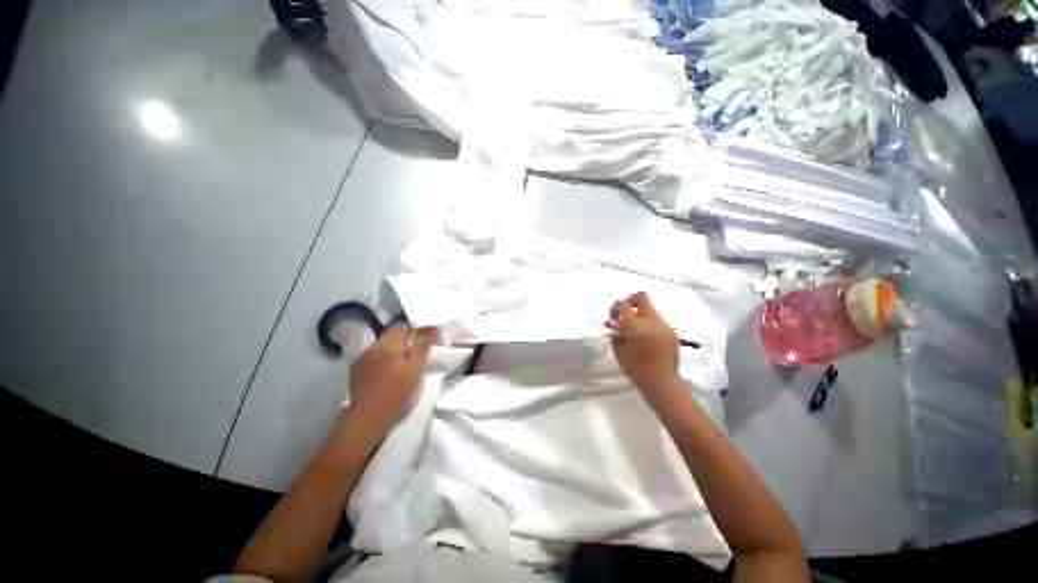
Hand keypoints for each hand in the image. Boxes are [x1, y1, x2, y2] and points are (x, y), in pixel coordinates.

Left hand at [348, 323, 437, 433]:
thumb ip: (422, 346)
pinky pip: (373, 356)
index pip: (402, 325)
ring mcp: (362, 358)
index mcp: (387, 345)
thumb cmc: (395, 393)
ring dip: (394, 350)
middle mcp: (372, 347)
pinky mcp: (356, 369)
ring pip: (382, 345)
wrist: (367, 418)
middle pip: (391, 334)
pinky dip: (383, 359)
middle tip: (416, 355)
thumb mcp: (414, 369)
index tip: (424, 341)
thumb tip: (433, 329)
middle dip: (405, 340)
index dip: (415, 330)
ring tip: (401, 365)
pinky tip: (387, 373)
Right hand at [609, 292, 680, 396]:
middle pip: (642, 297)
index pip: (623, 305)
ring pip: (651, 310)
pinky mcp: (672, 333)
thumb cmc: (636, 369)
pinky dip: (650, 325)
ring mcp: (664, 326)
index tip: (613, 318)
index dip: (615, 308)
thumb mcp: (619, 351)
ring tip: (637, 331)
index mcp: (636, 326)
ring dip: (641, 315)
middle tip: (625, 312)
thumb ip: (616, 334)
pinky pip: (659, 322)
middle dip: (631, 300)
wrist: (662, 383)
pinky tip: (648, 340)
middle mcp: (652, 321)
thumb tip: (616, 326)